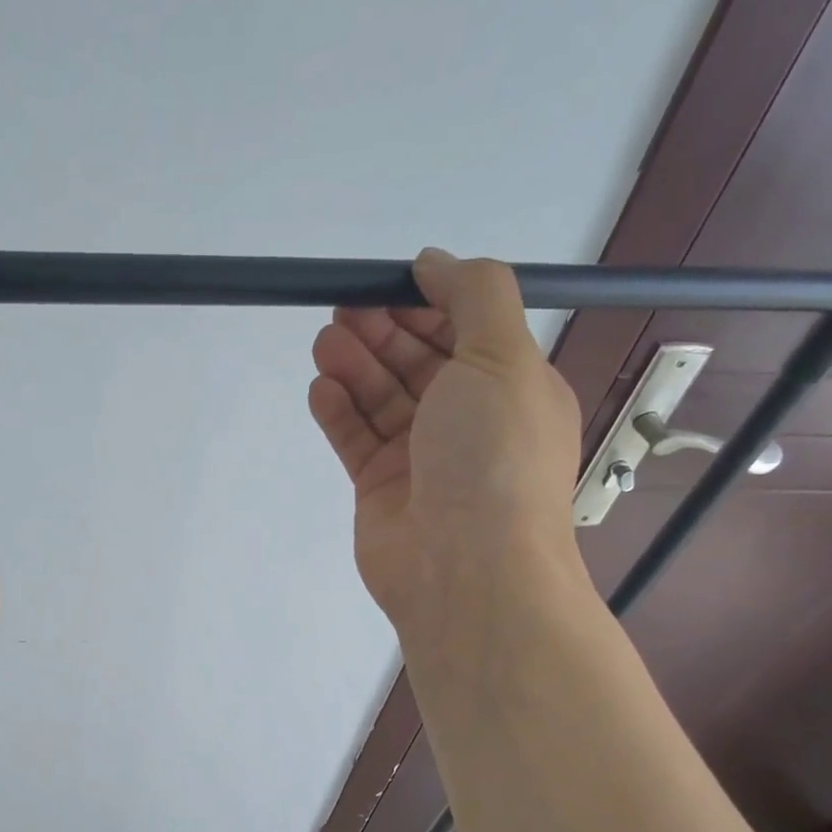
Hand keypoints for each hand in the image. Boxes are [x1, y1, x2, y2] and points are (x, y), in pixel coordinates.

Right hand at [308, 250, 582, 640]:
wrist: (465, 570)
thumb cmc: (492, 457)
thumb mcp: (503, 358)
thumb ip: (474, 295)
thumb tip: (434, 261)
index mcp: (510, 386)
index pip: (464, 329)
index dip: (425, 302)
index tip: (384, 283)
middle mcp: (467, 419)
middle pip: (416, 361)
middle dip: (381, 331)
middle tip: (342, 310)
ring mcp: (421, 456)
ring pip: (381, 398)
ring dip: (354, 366)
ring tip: (325, 344)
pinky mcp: (380, 487)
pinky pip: (356, 438)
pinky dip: (338, 411)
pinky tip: (321, 389)